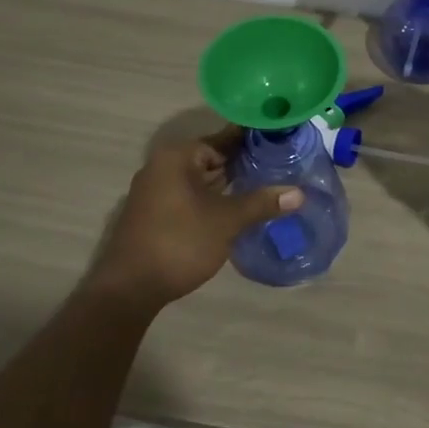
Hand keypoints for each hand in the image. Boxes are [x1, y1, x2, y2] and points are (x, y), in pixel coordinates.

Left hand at [85, 126, 303, 310]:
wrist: (129, 289)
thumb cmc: (179, 243)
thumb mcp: (226, 221)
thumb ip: (261, 203)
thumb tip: (299, 193)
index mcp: (178, 157)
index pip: (223, 138)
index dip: (253, 140)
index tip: (281, 141)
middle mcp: (163, 166)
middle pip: (212, 157)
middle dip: (243, 163)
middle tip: (281, 166)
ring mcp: (155, 191)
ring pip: (201, 179)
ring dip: (228, 184)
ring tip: (265, 186)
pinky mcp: (154, 213)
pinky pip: (190, 195)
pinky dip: (212, 198)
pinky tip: (236, 208)